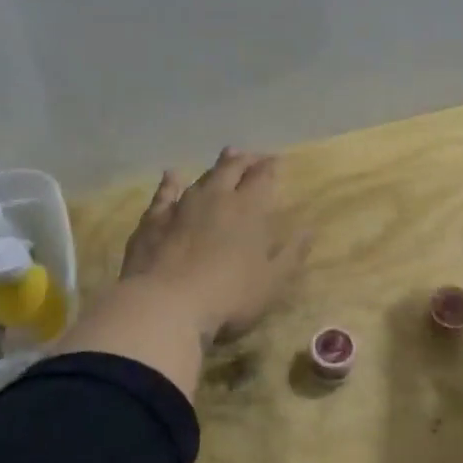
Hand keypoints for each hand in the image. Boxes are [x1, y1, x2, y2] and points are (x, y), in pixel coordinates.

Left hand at [120, 149, 310, 343]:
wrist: (165, 305)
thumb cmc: (229, 296)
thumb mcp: (272, 282)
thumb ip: (292, 253)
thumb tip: (309, 229)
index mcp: (249, 209)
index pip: (262, 177)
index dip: (270, 166)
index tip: (276, 161)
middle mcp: (216, 198)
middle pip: (232, 169)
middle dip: (245, 160)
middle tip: (252, 157)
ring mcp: (181, 206)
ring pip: (202, 178)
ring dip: (216, 167)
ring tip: (225, 157)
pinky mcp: (153, 220)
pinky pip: (164, 194)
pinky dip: (170, 183)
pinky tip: (171, 175)